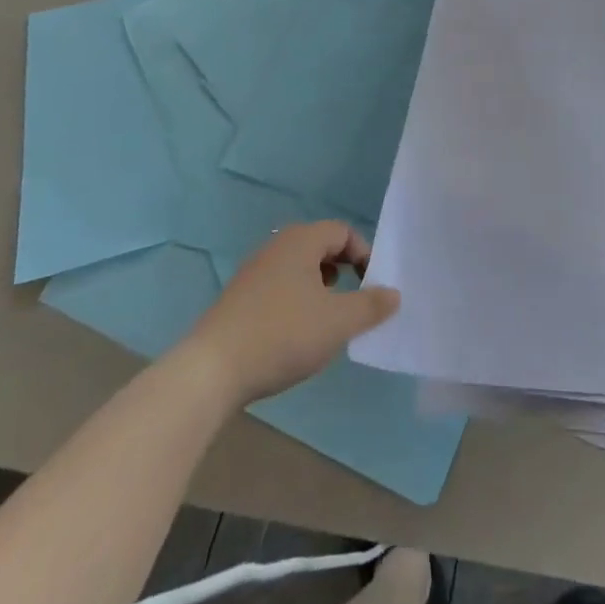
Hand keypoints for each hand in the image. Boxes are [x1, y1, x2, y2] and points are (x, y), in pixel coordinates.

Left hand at [183, 222, 400, 404]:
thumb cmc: (283, 334)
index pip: (343, 232)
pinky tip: (294, 335)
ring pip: (298, 268)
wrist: (210, 371)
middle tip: (353, 301)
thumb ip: (371, 305)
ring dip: (319, 288)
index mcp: (302, 240)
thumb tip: (394, 294)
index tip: (372, 287)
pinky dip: (296, 302)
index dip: (364, 255)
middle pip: (320, 247)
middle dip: (342, 271)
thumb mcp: (338, 322)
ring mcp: (253, 272)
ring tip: (326, 320)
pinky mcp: (238, 299)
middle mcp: (277, 246)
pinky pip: (279, 288)